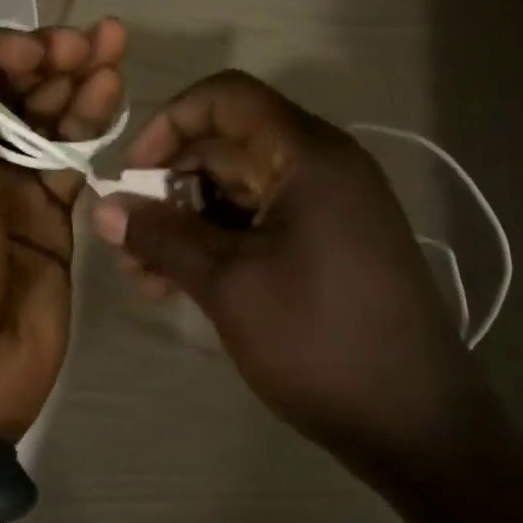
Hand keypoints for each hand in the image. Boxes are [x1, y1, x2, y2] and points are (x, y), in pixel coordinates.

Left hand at [0, 13, 126, 443]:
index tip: (28, 54)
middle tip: (83, 44)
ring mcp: (7, 183)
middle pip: (6, 87)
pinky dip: (90, 122)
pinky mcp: (50, 211)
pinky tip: (112, 91)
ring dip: (75, 79)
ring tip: (111, 46)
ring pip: (44, 114)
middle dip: (43, 58)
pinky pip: (70, 156)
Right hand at [91, 71, 496, 474]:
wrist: (419, 426)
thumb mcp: (229, 285)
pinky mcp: (329, 241)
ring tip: (147, 276)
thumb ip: (163, 237)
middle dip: (169, 187)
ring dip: (187, 222)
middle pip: (227, 146)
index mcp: (308, 153)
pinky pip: (260, 221)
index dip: (170, 122)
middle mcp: (322, 164)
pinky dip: (218, 242)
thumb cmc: (320, 340)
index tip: (134, 173)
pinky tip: (180, 284)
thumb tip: (103, 208)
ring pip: (238, 189)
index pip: (226, 97)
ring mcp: (329, 205)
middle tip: (129, 240)